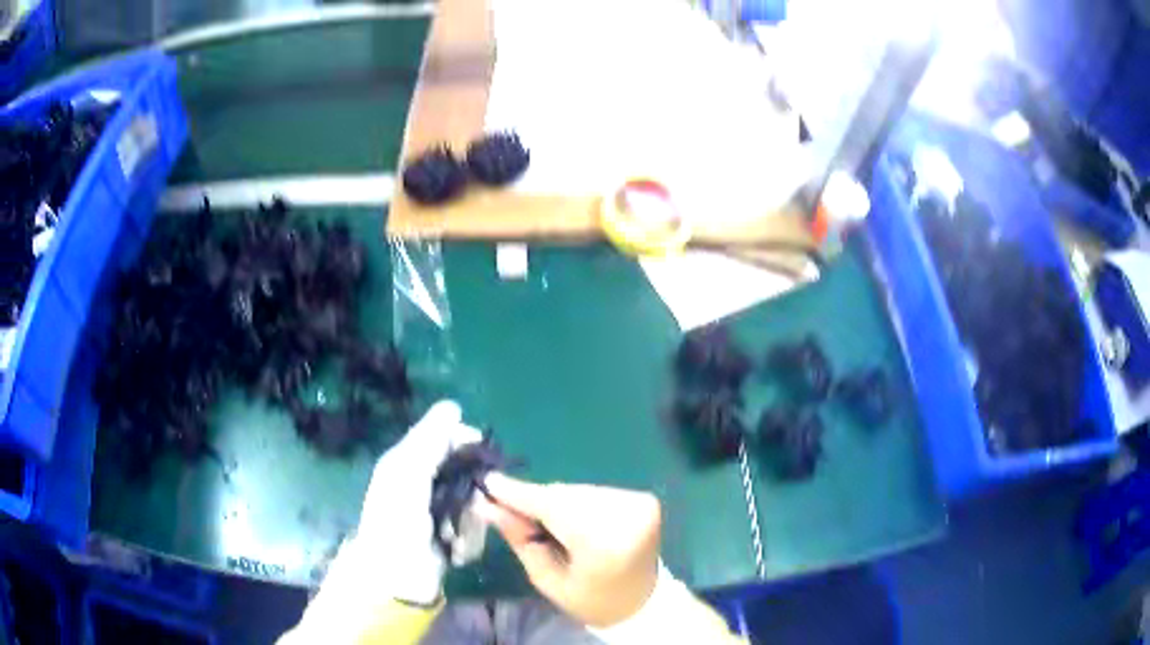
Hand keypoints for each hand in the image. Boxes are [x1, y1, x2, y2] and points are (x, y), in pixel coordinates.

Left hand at [355, 400, 483, 604]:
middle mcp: (426, 485)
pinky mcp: (452, 540)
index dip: (465, 442)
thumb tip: (453, 406)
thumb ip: (430, 441)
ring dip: (469, 524)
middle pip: (467, 473)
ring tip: (451, 538)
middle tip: (469, 508)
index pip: (445, 438)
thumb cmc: (397, 521)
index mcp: (409, 463)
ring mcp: (440, 514)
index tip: (482, 451)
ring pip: (476, 505)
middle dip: (472, 493)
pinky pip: (475, 532)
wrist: (396, 577)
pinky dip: (467, 543)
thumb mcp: (408, 474)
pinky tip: (453, 552)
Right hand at [479, 474, 662, 627]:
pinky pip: (594, 492)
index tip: (488, 482)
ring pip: (578, 490)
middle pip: (564, 495)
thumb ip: (520, 539)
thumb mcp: (547, 580)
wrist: (641, 602)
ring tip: (545, 522)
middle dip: (534, 499)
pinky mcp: (643, 499)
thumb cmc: (589, 599)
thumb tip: (487, 505)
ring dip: (555, 500)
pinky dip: (576, 502)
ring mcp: (638, 504)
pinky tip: (572, 520)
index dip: (519, 494)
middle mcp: (626, 516)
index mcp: (604, 545)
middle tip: (506, 505)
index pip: (552, 507)